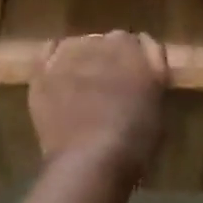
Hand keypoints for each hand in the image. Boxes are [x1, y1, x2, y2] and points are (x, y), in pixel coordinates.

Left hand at [31, 31, 169, 181]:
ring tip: (81, 86)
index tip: (138, 80)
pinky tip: (58, 77)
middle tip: (111, 87)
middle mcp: (102, 41)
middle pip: (109, 42)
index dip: (139, 62)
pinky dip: (54, 60)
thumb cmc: (134, 141)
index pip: (141, 44)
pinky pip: (49, 52)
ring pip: (79, 45)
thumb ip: (152, 76)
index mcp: (135, 49)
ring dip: (83, 59)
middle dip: (111, 60)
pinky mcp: (43, 69)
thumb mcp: (159, 106)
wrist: (90, 160)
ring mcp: (70, 52)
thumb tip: (145, 68)